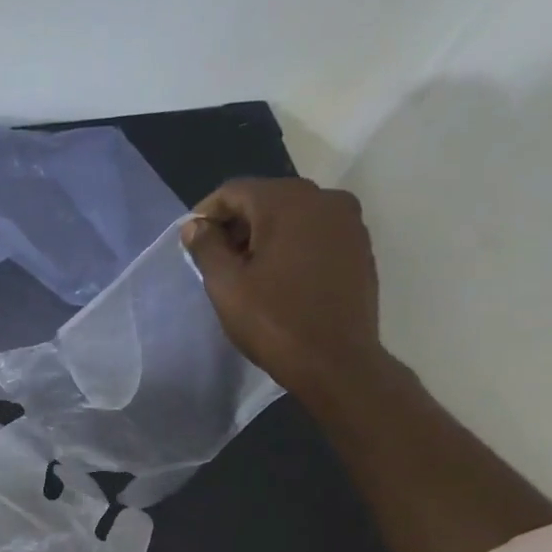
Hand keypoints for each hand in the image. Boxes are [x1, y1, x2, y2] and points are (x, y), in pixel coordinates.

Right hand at [182, 178, 386, 399]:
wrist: (336, 361)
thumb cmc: (274, 321)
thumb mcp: (226, 286)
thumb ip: (206, 247)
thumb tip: (195, 226)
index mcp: (287, 203)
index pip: (235, 190)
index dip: (207, 213)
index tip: (191, 240)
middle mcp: (324, 198)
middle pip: (266, 198)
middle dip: (237, 222)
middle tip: (215, 258)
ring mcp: (348, 221)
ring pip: (293, 213)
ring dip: (264, 233)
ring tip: (245, 269)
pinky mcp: (359, 245)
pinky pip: (315, 231)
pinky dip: (291, 243)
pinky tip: (278, 275)